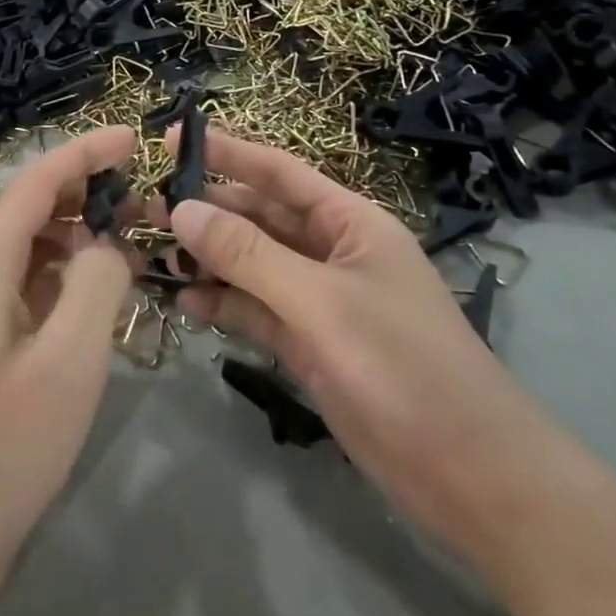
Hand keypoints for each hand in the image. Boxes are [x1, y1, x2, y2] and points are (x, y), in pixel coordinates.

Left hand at [0, 126, 140, 609]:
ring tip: (135, 242)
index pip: (37, 182)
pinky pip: (27, 286)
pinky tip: (101, 293)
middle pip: (32, 209)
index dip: (85, 153)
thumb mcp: (70, 359)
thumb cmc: (2, 446)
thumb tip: (108, 243)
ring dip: (79, 237)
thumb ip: (97, 282)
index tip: (133, 138)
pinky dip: (65, 277)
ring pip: (31, 249)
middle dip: (88, 194)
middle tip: (147, 200)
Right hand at [164, 129, 549, 548]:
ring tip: (153, 254)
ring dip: (208, 260)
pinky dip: (223, 304)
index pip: (279, 173)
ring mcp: (319, 302)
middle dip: (208, 211)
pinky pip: (255, 311)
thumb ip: (248, 255)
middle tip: (146, 206)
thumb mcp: (320, 302)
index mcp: (350, 223)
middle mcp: (332, 253)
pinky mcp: (309, 346)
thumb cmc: (403, 367)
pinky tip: (186, 304)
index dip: (228, 153)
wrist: (470, 475)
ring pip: (252, 266)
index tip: (174, 140)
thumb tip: (181, 209)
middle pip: (260, 218)